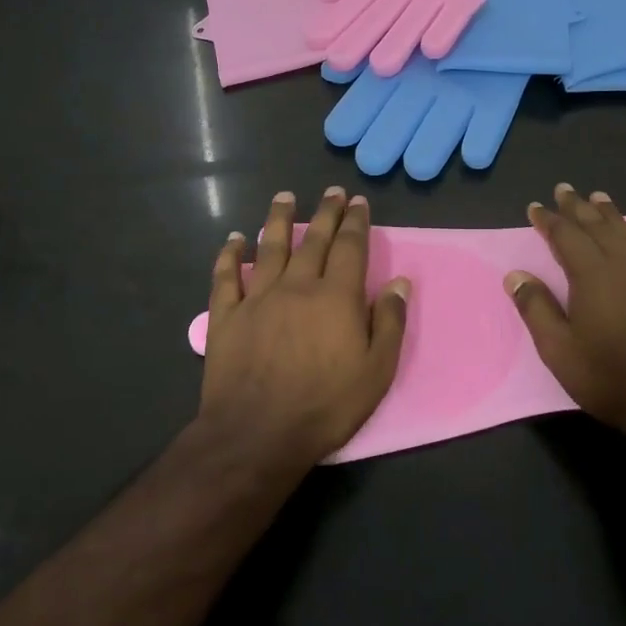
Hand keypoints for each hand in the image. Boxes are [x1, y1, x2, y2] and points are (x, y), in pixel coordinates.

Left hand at [201, 187, 410, 468]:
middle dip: (326, 213)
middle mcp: (297, 287)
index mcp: (336, 297)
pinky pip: (226, 277)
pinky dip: (230, 255)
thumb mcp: (376, 371)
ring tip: (285, 197)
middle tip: (331, 191)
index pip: (350, 247)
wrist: (257, 434)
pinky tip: (235, 239)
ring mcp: (257, 298)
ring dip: (279, 220)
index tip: (358, 201)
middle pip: (314, 241)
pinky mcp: (226, 316)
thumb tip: (398, 281)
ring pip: (270, 248)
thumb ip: (389, 323)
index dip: (356, 222)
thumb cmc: (325, 405)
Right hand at [505, 183, 625, 437]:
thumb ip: (537, 310)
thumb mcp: (561, 351)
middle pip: (596, 227)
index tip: (535, 207)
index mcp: (590, 276)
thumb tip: (515, 275)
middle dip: (577, 207)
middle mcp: (623, 265)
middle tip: (564, 189)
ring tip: (599, 197)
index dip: (548, 220)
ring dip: (611, 214)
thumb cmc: (613, 378)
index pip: (565, 237)